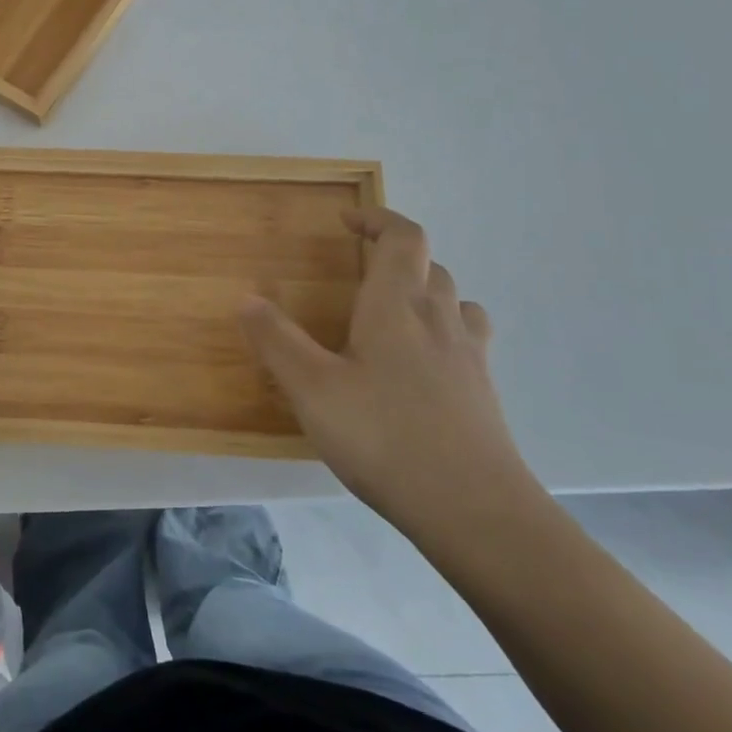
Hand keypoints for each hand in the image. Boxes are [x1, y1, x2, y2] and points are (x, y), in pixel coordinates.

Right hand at [238, 206, 540, 547]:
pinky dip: (443, 333)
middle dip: (395, 258)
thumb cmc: (384, 437)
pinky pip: (465, 341)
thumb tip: (247, 298)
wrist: (475, 511)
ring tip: (393, 316)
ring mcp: (469, 357)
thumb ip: (276, 341)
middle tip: (359, 274)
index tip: (347, 222)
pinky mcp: (483, 394)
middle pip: (429, 267)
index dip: (378, 220)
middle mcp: (439, 320)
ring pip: (454, 301)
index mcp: (397, 306)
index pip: (403, 238)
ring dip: (425, 293)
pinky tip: (420, 369)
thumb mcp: (312, 389)